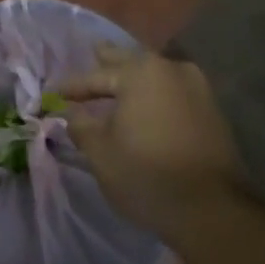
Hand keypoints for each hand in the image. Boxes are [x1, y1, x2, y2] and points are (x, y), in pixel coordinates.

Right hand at [56, 45, 244, 244]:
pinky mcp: (212, 111)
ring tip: (116, 81)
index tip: (52, 92)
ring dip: (134, 79)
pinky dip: (153, 95)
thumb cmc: (146, 174)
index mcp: (141, 73)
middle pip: (131, 62)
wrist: (212, 209)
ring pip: (155, 75)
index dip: (72, 86)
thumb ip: (81, 124)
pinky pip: (172, 92)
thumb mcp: (99, 151)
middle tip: (91, 54)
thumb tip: (72, 113)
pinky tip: (143, 105)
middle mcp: (171, 70)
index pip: (96, 76)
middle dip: (108, 63)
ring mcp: (197, 89)